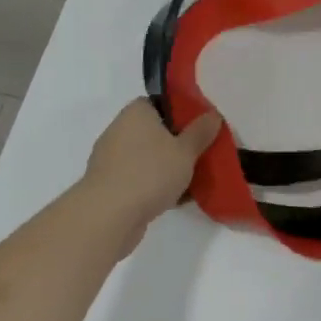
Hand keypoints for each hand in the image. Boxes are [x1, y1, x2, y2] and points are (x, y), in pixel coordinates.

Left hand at [77, 100, 220, 249]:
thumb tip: (212, 115)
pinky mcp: (108, 187)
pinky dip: (155, 187)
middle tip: (200, 153)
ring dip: (166, 168)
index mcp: (136, 113)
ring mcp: (111, 160)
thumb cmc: (149, 172)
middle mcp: (119, 131)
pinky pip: (139, 180)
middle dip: (176, 143)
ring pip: (148, 158)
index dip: (180, 112)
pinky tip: (176, 199)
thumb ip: (201, 132)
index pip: (159, 103)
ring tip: (194, 180)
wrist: (108, 217)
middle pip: (154, 132)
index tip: (199, 126)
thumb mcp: (186, 150)